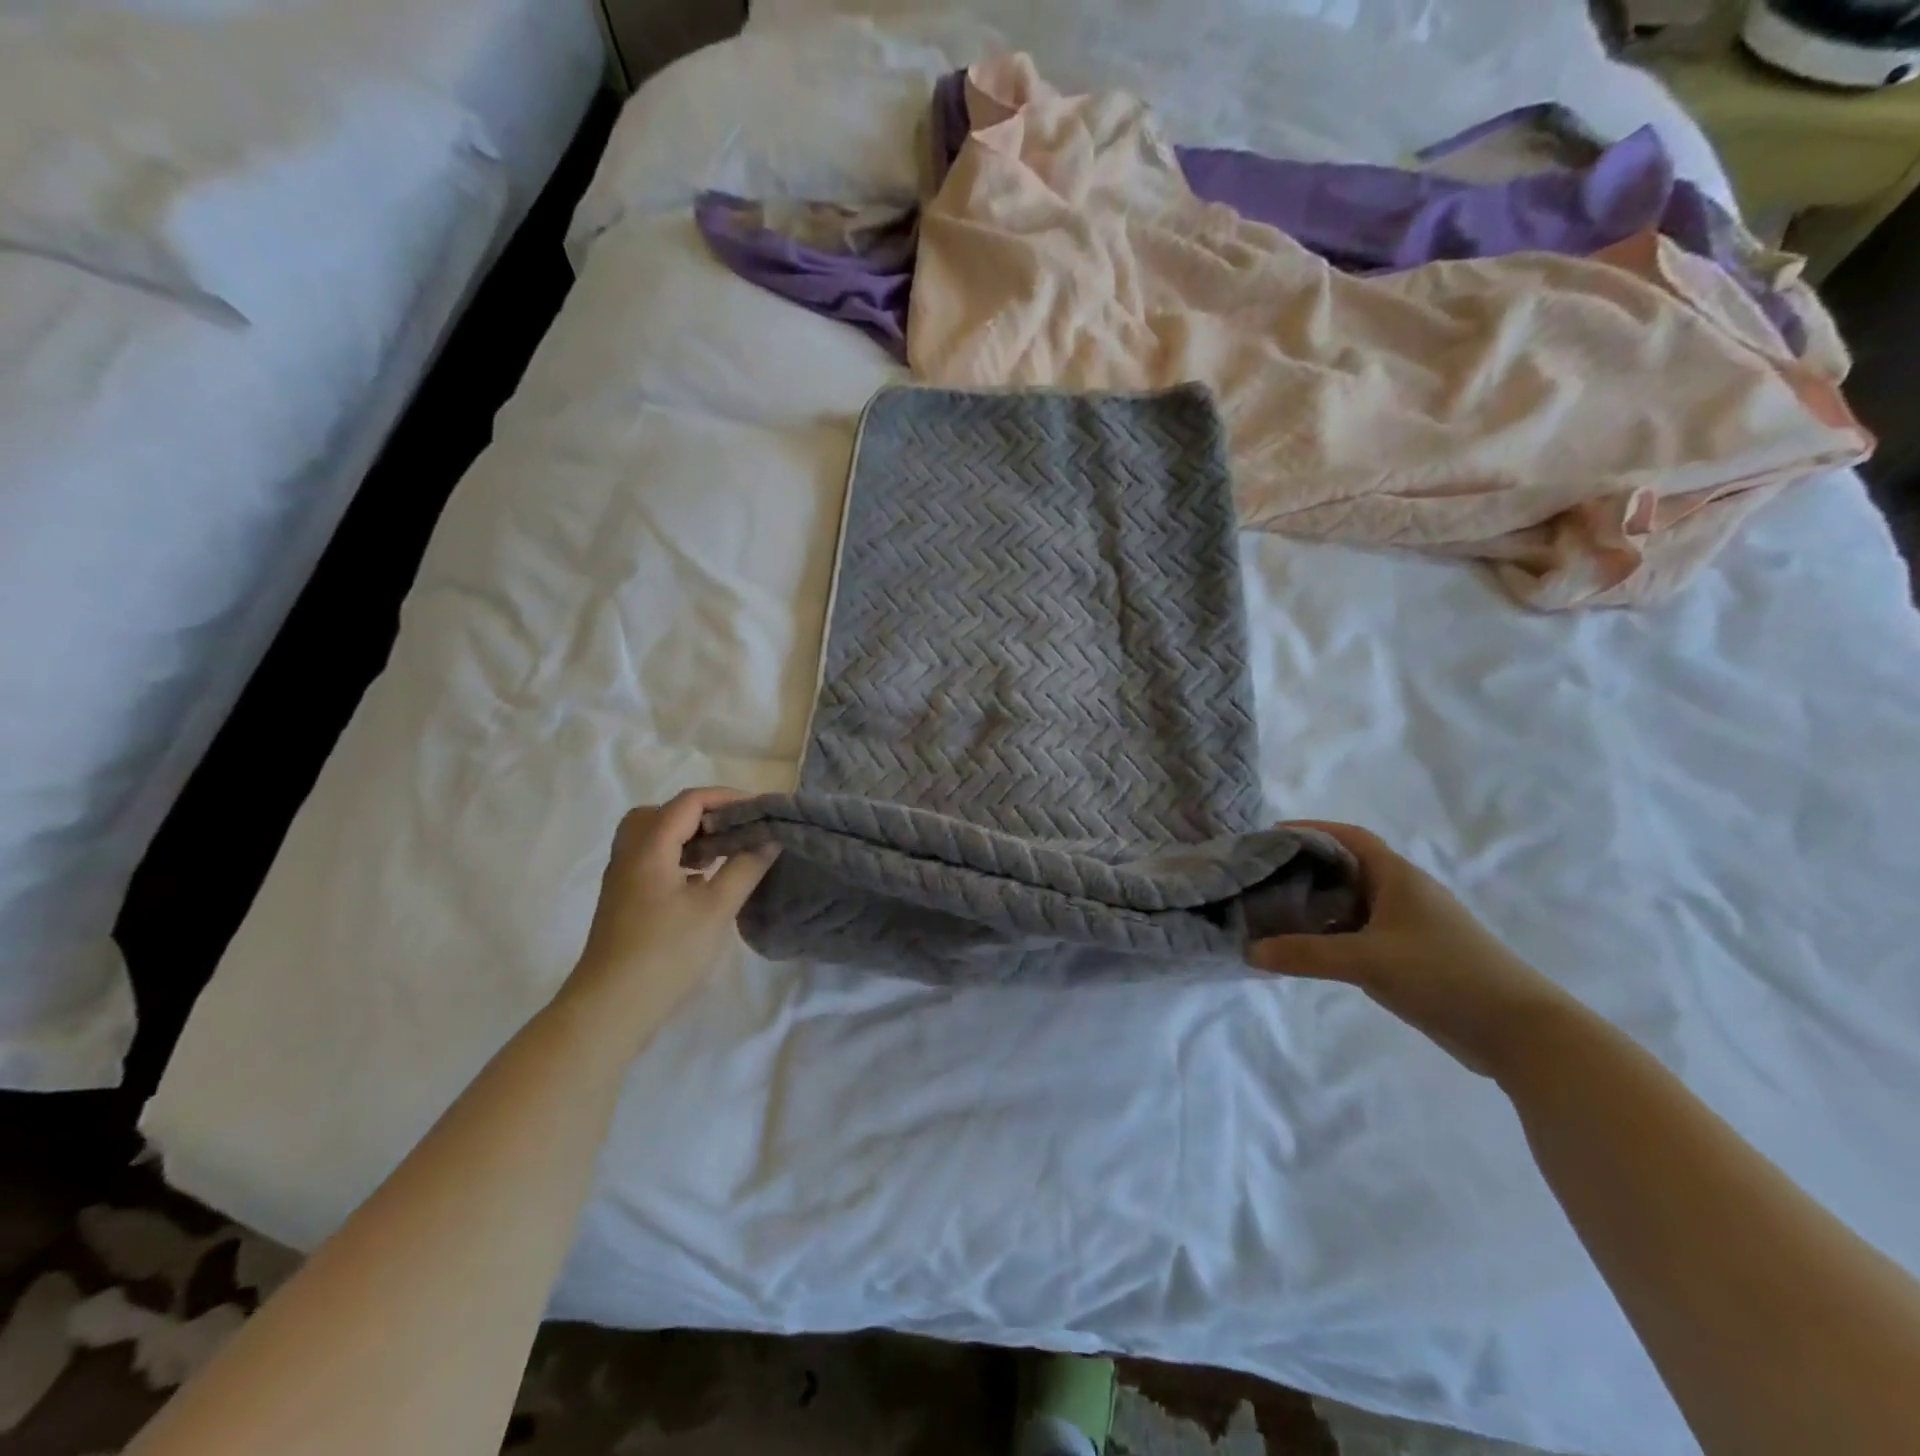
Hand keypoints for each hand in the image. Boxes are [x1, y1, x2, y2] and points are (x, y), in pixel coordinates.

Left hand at [565, 788, 777, 1024]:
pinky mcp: (624, 900)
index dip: (727, 798)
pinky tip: (702, 882)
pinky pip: (651, 860)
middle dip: (703, 814)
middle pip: (664, 813)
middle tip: (734, 830)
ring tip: (722, 855)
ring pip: (654, 837)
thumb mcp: (716, 908)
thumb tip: (770, 837)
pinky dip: (679, 858)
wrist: (610, 1009)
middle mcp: (630, 854)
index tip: (761, 810)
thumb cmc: (666, 953)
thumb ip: (745, 867)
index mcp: (649, 847)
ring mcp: (623, 878)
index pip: (689, 802)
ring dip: (690, 836)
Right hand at [1248, 821, 1572, 1079]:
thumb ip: (1306, 954)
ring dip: (1316, 905)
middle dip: (1303, 869)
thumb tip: (1249, 950)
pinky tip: (1306, 949)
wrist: (1520, 1032)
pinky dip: (1331, 935)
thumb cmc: (1444, 975)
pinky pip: (1359, 933)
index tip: (1269, 837)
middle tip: (1260, 877)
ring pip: (1351, 904)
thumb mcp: (1367, 960)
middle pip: (1345, 868)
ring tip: (1273, 912)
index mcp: (1397, 877)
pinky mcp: (1411, 956)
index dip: (1309, 830)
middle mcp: (1402, 893)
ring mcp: (1409, 926)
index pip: (1348, 837)